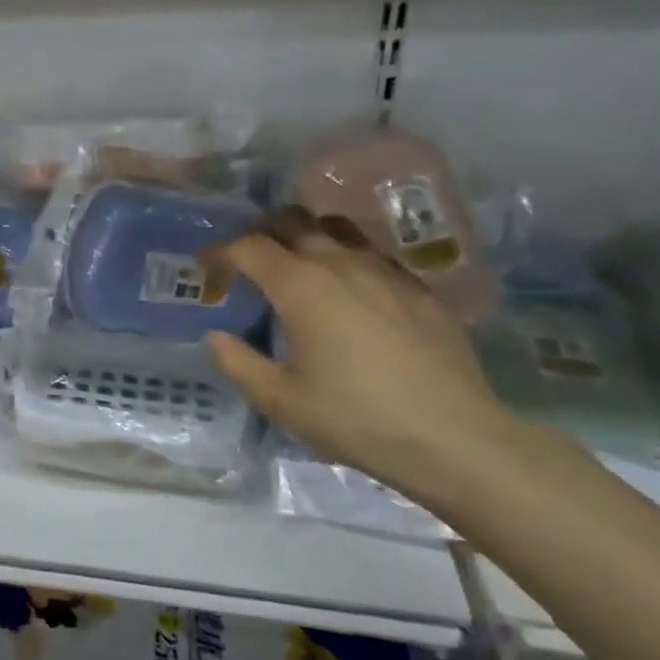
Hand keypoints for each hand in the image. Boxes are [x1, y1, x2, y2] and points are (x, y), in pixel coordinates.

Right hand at [203, 208, 526, 512]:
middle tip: (246, 261)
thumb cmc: (355, 418)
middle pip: (292, 221)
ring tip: (295, 266)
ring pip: (336, 229)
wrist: (454, 438)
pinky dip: (345, 259)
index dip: (219, 251)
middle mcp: (340, 264)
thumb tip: (215, 336)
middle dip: (260, 232)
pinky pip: (371, 254)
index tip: (205, 267)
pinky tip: (347, 293)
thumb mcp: (279, 401)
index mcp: (300, 286)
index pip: (248, 246)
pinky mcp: (418, 289)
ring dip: (305, 237)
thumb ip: (237, 363)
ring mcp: (385, 271)